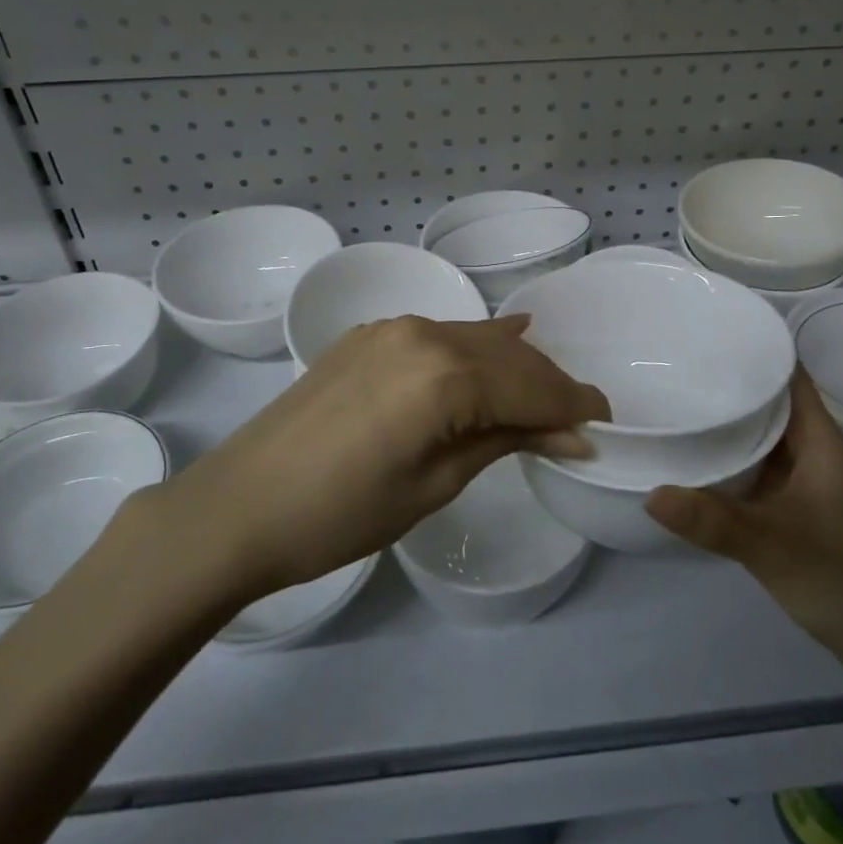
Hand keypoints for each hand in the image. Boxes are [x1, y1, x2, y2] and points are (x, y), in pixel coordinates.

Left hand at [127, 315, 608, 608]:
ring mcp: (392, 329)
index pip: (530, 387)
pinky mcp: (370, 336)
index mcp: (444, 375)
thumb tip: (570, 433)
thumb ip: (504, 441)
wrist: (237, 506)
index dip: (571, 406)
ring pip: (475, 340)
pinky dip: (475, 347)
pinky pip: (441, 335)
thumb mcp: (434, 483)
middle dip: (548, 385)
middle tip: (580, 417)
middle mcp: (424, 333)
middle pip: (508, 356)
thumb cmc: (341, 514)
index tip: (604, 421)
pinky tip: (501, 341)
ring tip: (546, 393)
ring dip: (514, 365)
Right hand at [644, 372, 842, 699]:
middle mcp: (813, 451)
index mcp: (820, 440)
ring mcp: (807, 482)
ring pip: (761, 436)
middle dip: (726, 382)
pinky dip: (728, 459)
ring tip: (670, 401)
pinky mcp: (798, 510)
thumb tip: (650, 492)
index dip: (755, 346)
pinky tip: (692, 461)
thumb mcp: (775, 548)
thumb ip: (713, 521)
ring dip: (725, 421)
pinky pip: (757, 469)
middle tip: (668, 364)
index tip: (704, 330)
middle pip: (768, 400)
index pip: (788, 373)